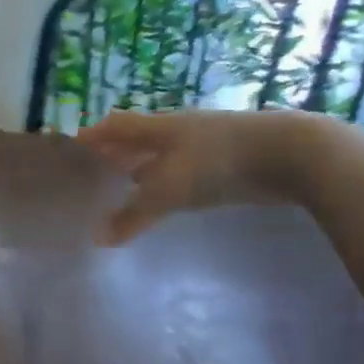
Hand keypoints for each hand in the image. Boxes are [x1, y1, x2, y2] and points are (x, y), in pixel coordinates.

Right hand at [78, 109, 320, 244]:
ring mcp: (205, 145)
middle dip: (117, 152)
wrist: (288, 155)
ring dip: (144, 168)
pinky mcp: (227, 163)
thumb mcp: (168, 190)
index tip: (75, 146)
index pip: (116, 126)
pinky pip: (186, 170)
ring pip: (164, 155)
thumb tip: (98, 238)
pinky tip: (169, 197)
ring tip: (125, 185)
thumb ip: (133, 215)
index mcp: (158, 127)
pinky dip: (170, 181)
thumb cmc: (217, 162)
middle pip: (139, 138)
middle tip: (95, 169)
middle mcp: (178, 131)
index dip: (95, 135)